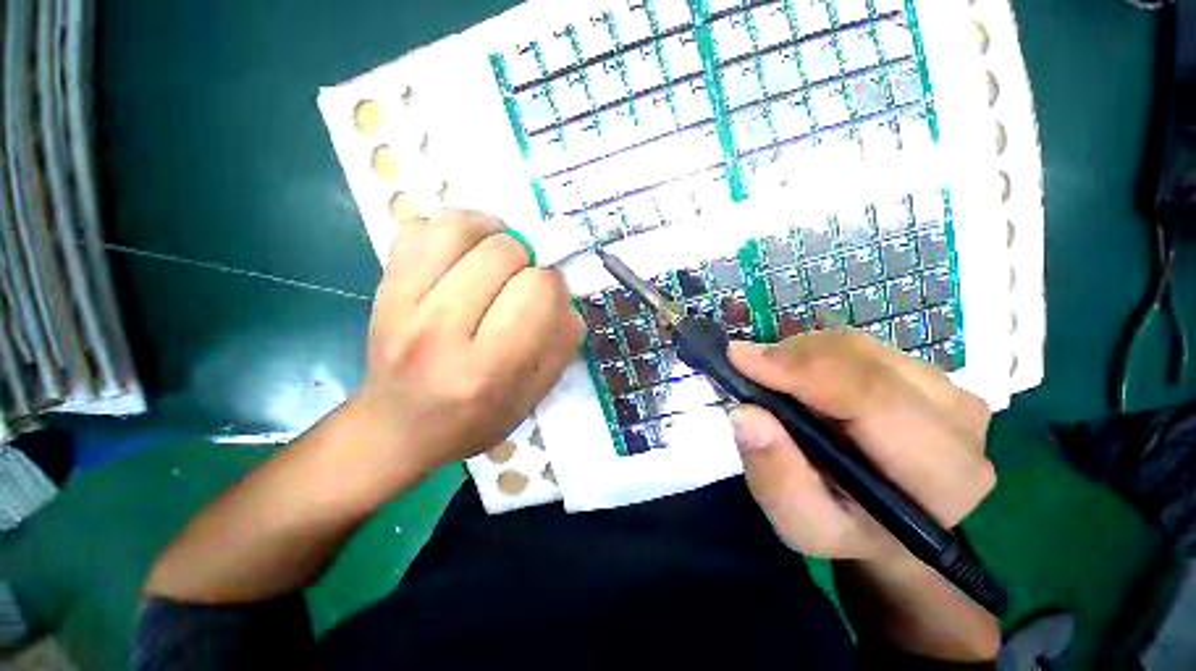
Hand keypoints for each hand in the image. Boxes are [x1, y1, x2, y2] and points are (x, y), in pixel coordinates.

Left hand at [352, 210, 584, 476]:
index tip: (547, 299)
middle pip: (503, 252)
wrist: (400, 429)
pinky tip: (463, 254)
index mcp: (488, 370)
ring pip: (460, 227)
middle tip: (521, 283)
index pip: (538, 289)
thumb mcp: (536, 394)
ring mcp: (400, 305)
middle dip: (527, 260)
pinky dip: (452, 231)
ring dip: (492, 234)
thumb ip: (562, 341)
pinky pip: (420, 228)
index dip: (553, 286)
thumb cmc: (477, 418)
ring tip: (495, 256)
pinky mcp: (379, 288)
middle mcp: (440, 333)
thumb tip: (562, 292)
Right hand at [728, 330, 994, 561]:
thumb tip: (746, 414)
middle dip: (793, 358)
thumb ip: (776, 477)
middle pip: (863, 360)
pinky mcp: (926, 371)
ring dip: (800, 354)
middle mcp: (959, 420)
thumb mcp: (802, 524)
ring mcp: (946, 388)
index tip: (740, 359)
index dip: (801, 370)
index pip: (872, 397)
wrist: (887, 520)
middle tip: (747, 368)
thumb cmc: (845, 526)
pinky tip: (797, 376)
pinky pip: (858, 344)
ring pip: (857, 345)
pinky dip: (814, 352)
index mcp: (942, 473)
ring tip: (770, 378)